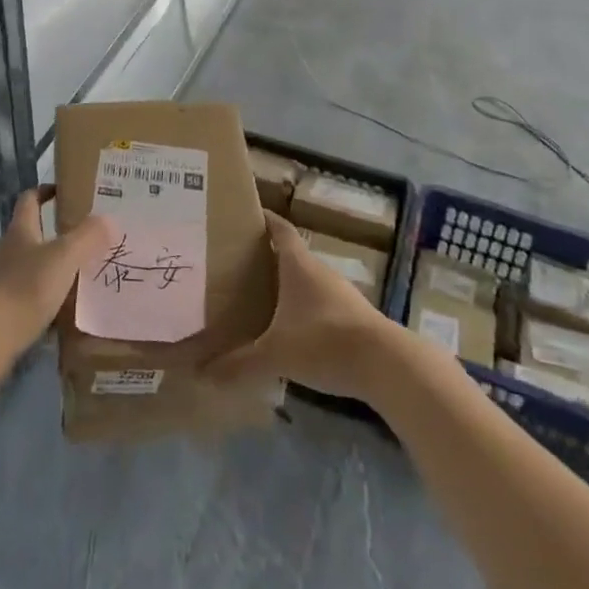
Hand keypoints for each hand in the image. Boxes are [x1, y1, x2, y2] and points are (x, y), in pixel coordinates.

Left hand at [0, 188, 114, 359]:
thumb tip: (108, 219)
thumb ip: (87, 237)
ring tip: (71, 276)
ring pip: (25, 263)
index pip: (29, 199)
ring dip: (45, 266)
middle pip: (27, 232)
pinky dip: (37, 294)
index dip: (45, 192)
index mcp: (19, 230)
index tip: (64, 193)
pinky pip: (21, 292)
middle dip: (51, 233)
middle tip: (79, 240)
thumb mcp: (64, 258)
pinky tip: (54, 308)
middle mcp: (4, 248)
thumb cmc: (27, 288)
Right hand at [205, 213, 396, 399]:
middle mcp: (319, 271)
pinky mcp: (353, 317)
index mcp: (298, 264)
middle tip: (238, 263)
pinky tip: (291, 329)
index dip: (263, 219)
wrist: (386, 365)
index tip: (244, 215)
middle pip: (291, 254)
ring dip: (287, 285)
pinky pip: (321, 303)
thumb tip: (203, 374)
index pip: (279, 229)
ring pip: (307, 280)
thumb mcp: (276, 354)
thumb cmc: (324, 342)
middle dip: (267, 256)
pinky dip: (304, 309)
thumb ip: (240, 364)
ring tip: (260, 296)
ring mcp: (340, 293)